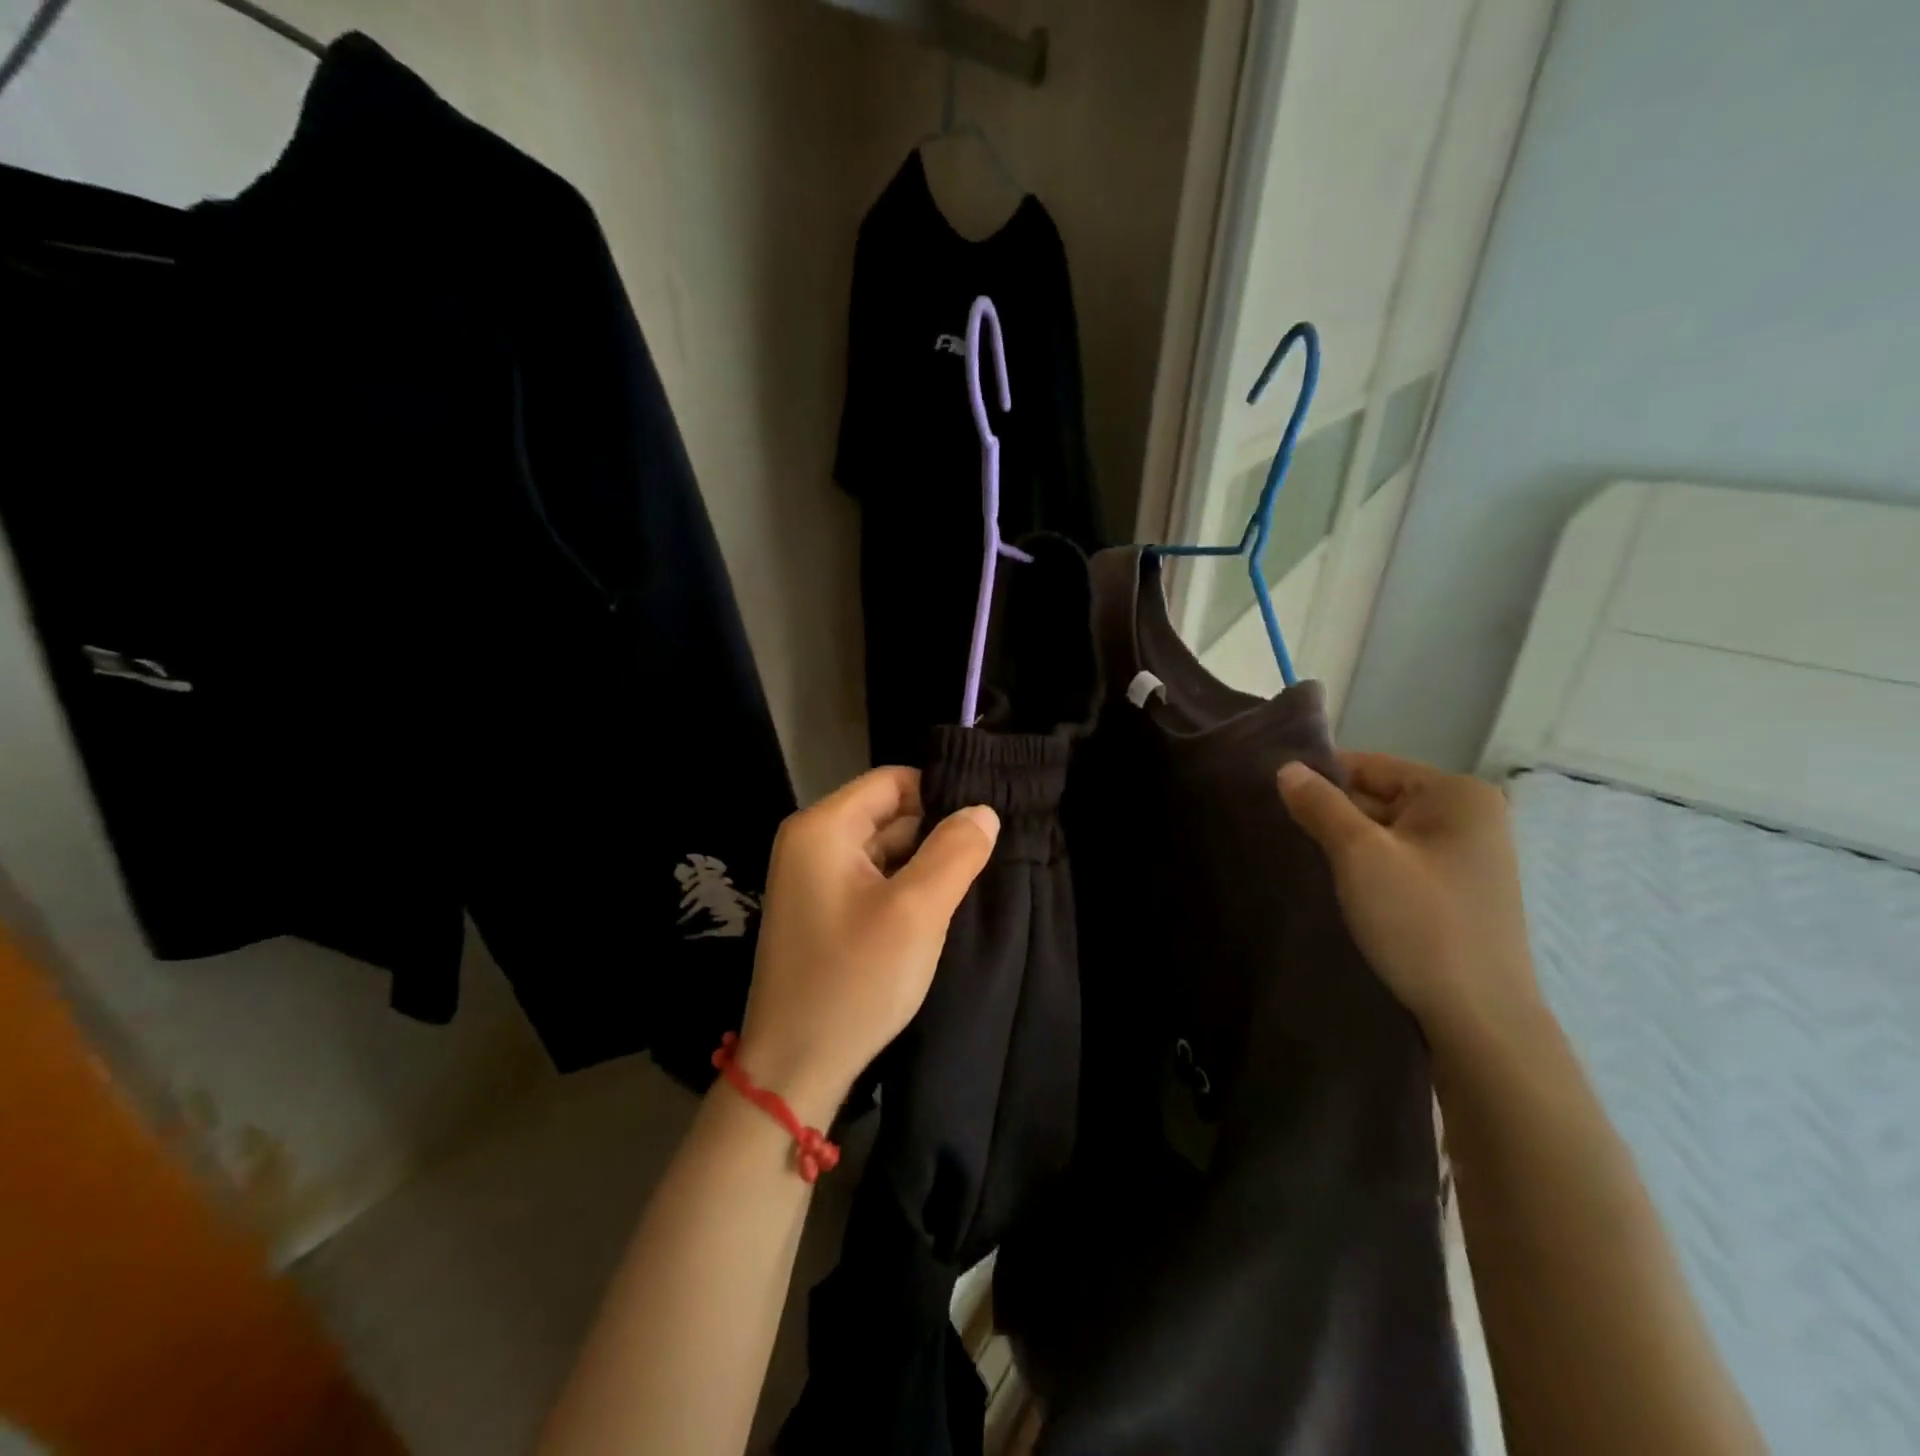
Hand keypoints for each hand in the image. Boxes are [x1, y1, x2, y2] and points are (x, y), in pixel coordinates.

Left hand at [734, 767, 999, 1125]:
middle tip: (985, 856)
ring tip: (968, 882)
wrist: (795, 1068)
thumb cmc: (854, 980)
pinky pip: (871, 879)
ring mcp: (813, 879)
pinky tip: (936, 908)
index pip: (892, 781)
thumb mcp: (916, 911)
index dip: (940, 795)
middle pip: (887, 813)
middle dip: (935, 831)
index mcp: (823, 828)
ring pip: (883, 848)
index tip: (984, 823)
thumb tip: (983, 811)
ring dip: (922, 862)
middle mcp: (811, 842)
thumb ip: (954, 852)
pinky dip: (904, 886)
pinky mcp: (822, 910)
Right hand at [1278, 752, 1541, 1049]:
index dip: (1319, 779)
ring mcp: (1468, 858)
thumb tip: (1286, 768)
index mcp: (1457, 795)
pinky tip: (1338, 887)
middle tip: (1280, 833)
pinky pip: (1401, 862)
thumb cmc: (1420, 924)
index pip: (1369, 766)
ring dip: (1347, 845)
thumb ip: (1320, 805)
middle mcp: (1471, 817)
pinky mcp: (1459, 893)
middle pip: (1379, 798)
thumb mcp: (1359, 856)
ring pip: (1387, 833)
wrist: (1480, 1022)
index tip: (1273, 799)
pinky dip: (1368, 869)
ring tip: (1301, 859)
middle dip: (1332, 814)